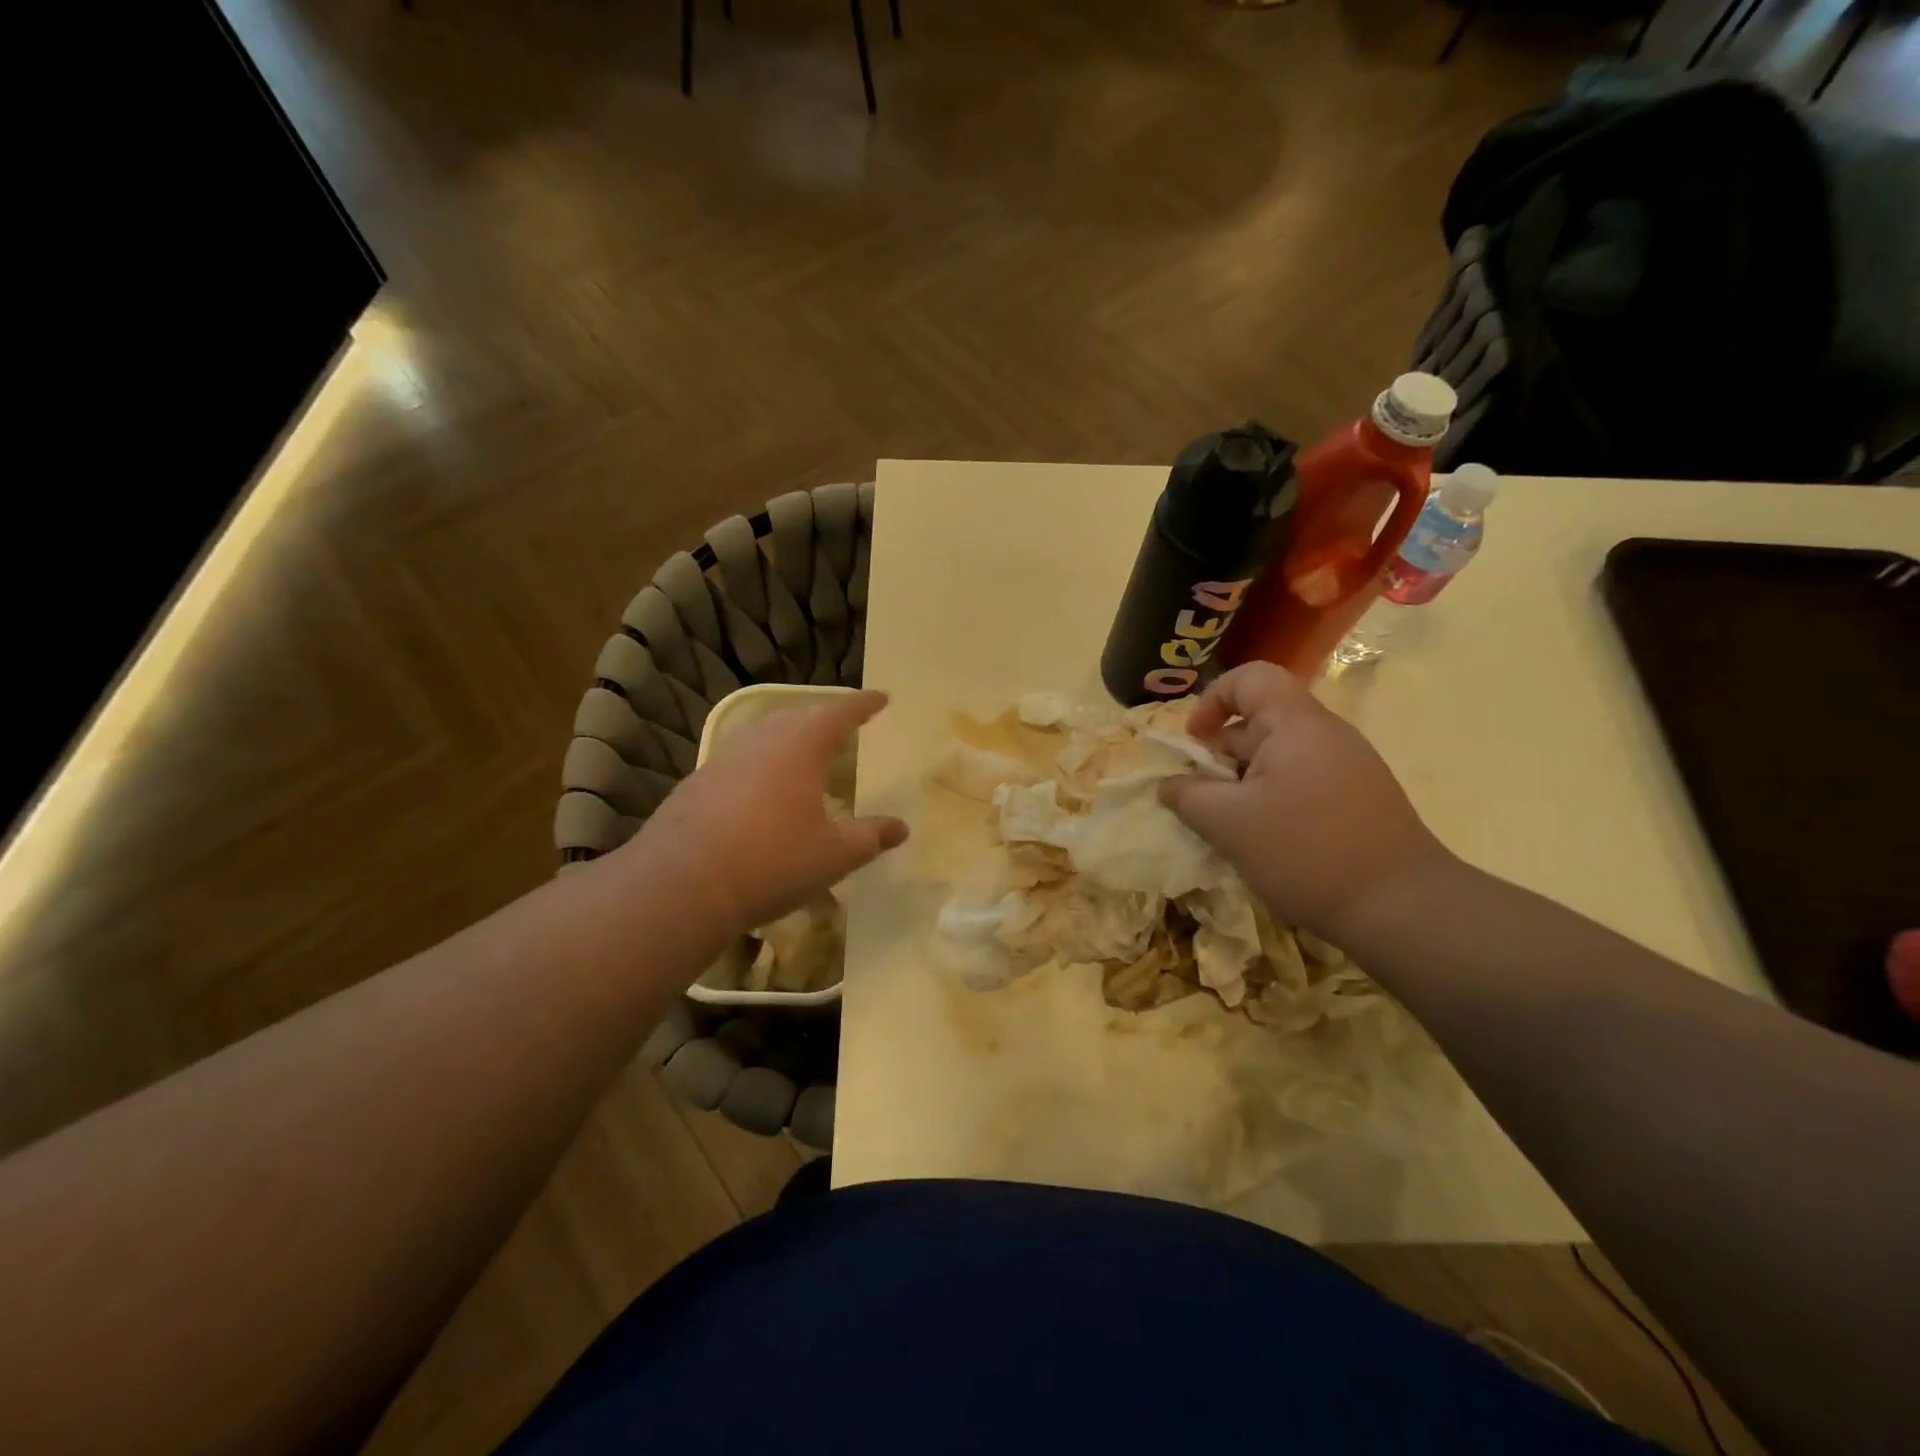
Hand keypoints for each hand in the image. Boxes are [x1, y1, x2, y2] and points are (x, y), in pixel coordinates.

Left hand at [626, 690, 908, 932]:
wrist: (682, 883)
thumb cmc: (772, 862)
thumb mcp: (834, 855)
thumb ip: (870, 837)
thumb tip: (901, 828)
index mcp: (800, 747)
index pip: (839, 713)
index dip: (863, 705)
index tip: (882, 698)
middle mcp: (761, 741)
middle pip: (798, 716)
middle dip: (824, 719)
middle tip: (843, 730)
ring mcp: (724, 759)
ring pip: (764, 735)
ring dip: (790, 738)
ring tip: (805, 756)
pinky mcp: (698, 782)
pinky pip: (741, 759)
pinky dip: (762, 763)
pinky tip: (762, 790)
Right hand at [1159, 662, 1452, 937]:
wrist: (1402, 908)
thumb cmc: (1305, 852)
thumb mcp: (1228, 824)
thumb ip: (1187, 796)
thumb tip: (1169, 785)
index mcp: (1297, 725)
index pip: (1250, 678)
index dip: (1212, 699)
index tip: (1195, 743)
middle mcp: (1326, 735)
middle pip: (1262, 720)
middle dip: (1222, 754)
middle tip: (1203, 798)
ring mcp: (1349, 768)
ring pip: (1280, 757)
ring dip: (1244, 783)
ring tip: (1231, 826)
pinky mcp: (1360, 799)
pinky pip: (1303, 782)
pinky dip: (1273, 800)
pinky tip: (1266, 842)